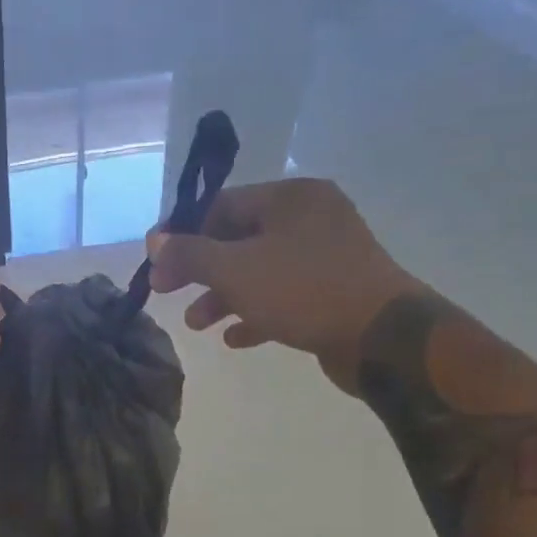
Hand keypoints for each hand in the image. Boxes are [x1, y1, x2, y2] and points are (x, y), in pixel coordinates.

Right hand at [147, 179, 418, 390]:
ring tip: (197, 325)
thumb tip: (154, 241)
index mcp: (291, 198)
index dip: (182, 233)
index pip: (221, 205)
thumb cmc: (304, 291)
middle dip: (200, 270)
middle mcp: (310, 219)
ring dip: (223, 297)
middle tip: (167, 294)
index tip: (156, 263)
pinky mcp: (334, 292)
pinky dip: (256, 313)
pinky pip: (283, 297)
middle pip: (238, 239)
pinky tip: (235, 339)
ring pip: (259, 271)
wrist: (383, 338)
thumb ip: (190, 253)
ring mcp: (326, 257)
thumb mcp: (235, 270)